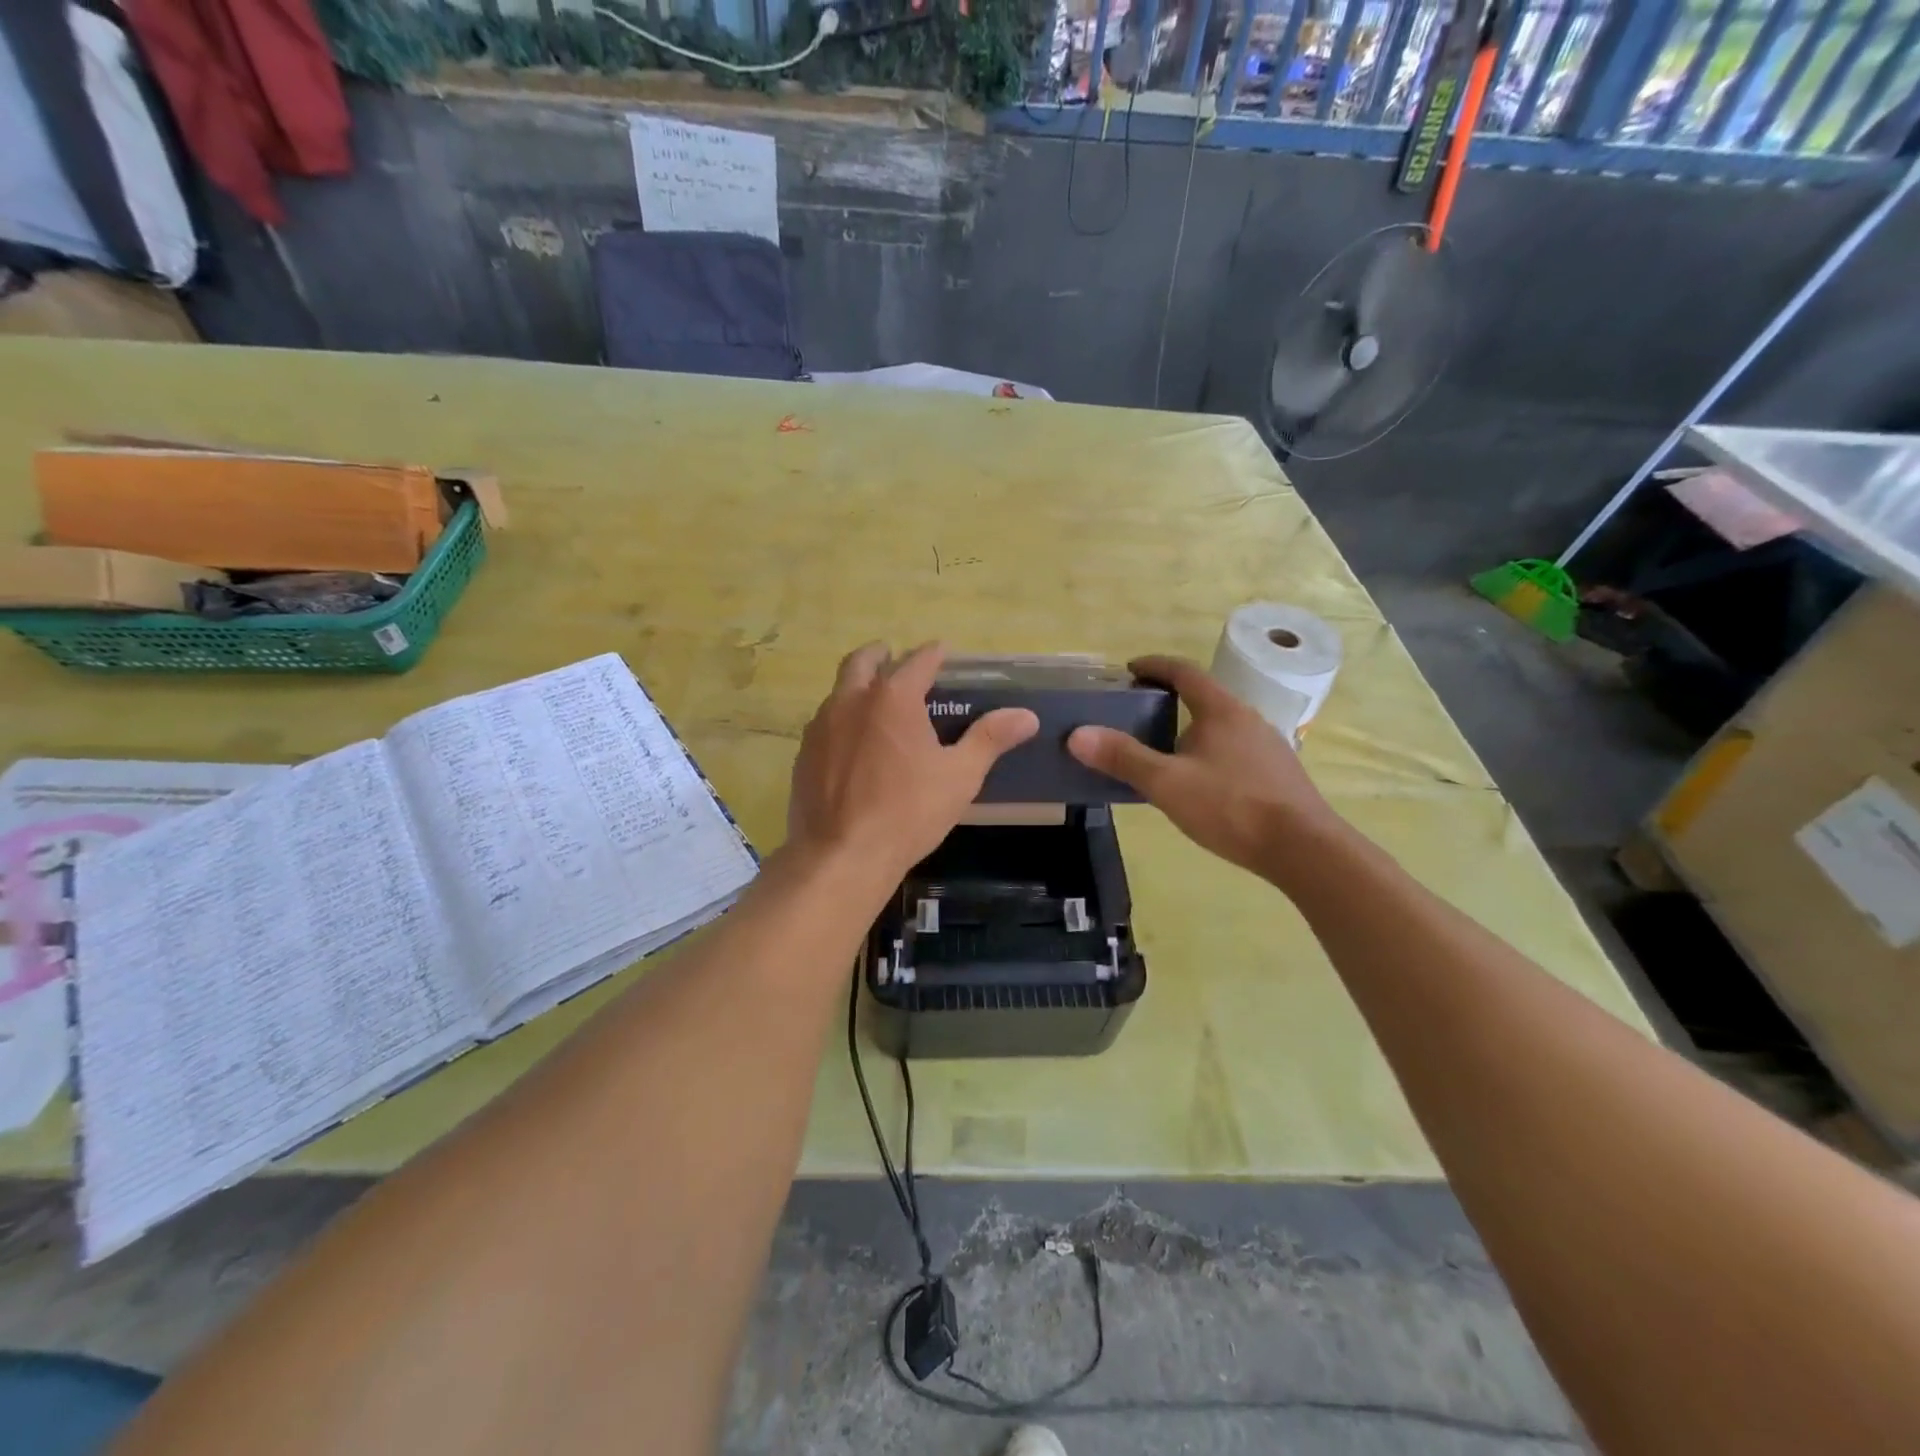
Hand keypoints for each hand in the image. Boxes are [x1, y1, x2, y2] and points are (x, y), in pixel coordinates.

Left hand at [787, 642, 1038, 886]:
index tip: (941, 651)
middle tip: (895, 658)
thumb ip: (990, 739)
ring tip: (875, 702)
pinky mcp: (804, 753)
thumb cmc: (908, 812)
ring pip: (838, 691)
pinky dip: (841, 719)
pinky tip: (852, 742)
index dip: (933, 653)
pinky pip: (824, 722)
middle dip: (881, 654)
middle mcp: (851, 701)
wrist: (842, 855)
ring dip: (857, 686)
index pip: (917, 661)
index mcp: (893, 698)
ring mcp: (821, 726)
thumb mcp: (959, 776)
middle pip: (862, 661)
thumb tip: (1027, 716)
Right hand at [1067, 655, 1339, 880]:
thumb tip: (1077, 735)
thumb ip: (1123, 758)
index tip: (1129, 669)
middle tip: (1137, 714)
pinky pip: (1234, 750)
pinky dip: (1209, 752)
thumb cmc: (1231, 807)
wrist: (1303, 848)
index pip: (1184, 671)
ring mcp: (1268, 746)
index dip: (1154, 665)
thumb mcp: (1167, 783)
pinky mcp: (1278, 773)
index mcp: (1222, 710)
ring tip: (1162, 751)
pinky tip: (1199, 783)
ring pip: (1220, 726)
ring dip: (1190, 728)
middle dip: (1169, 699)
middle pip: (1203, 697)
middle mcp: (1248, 718)